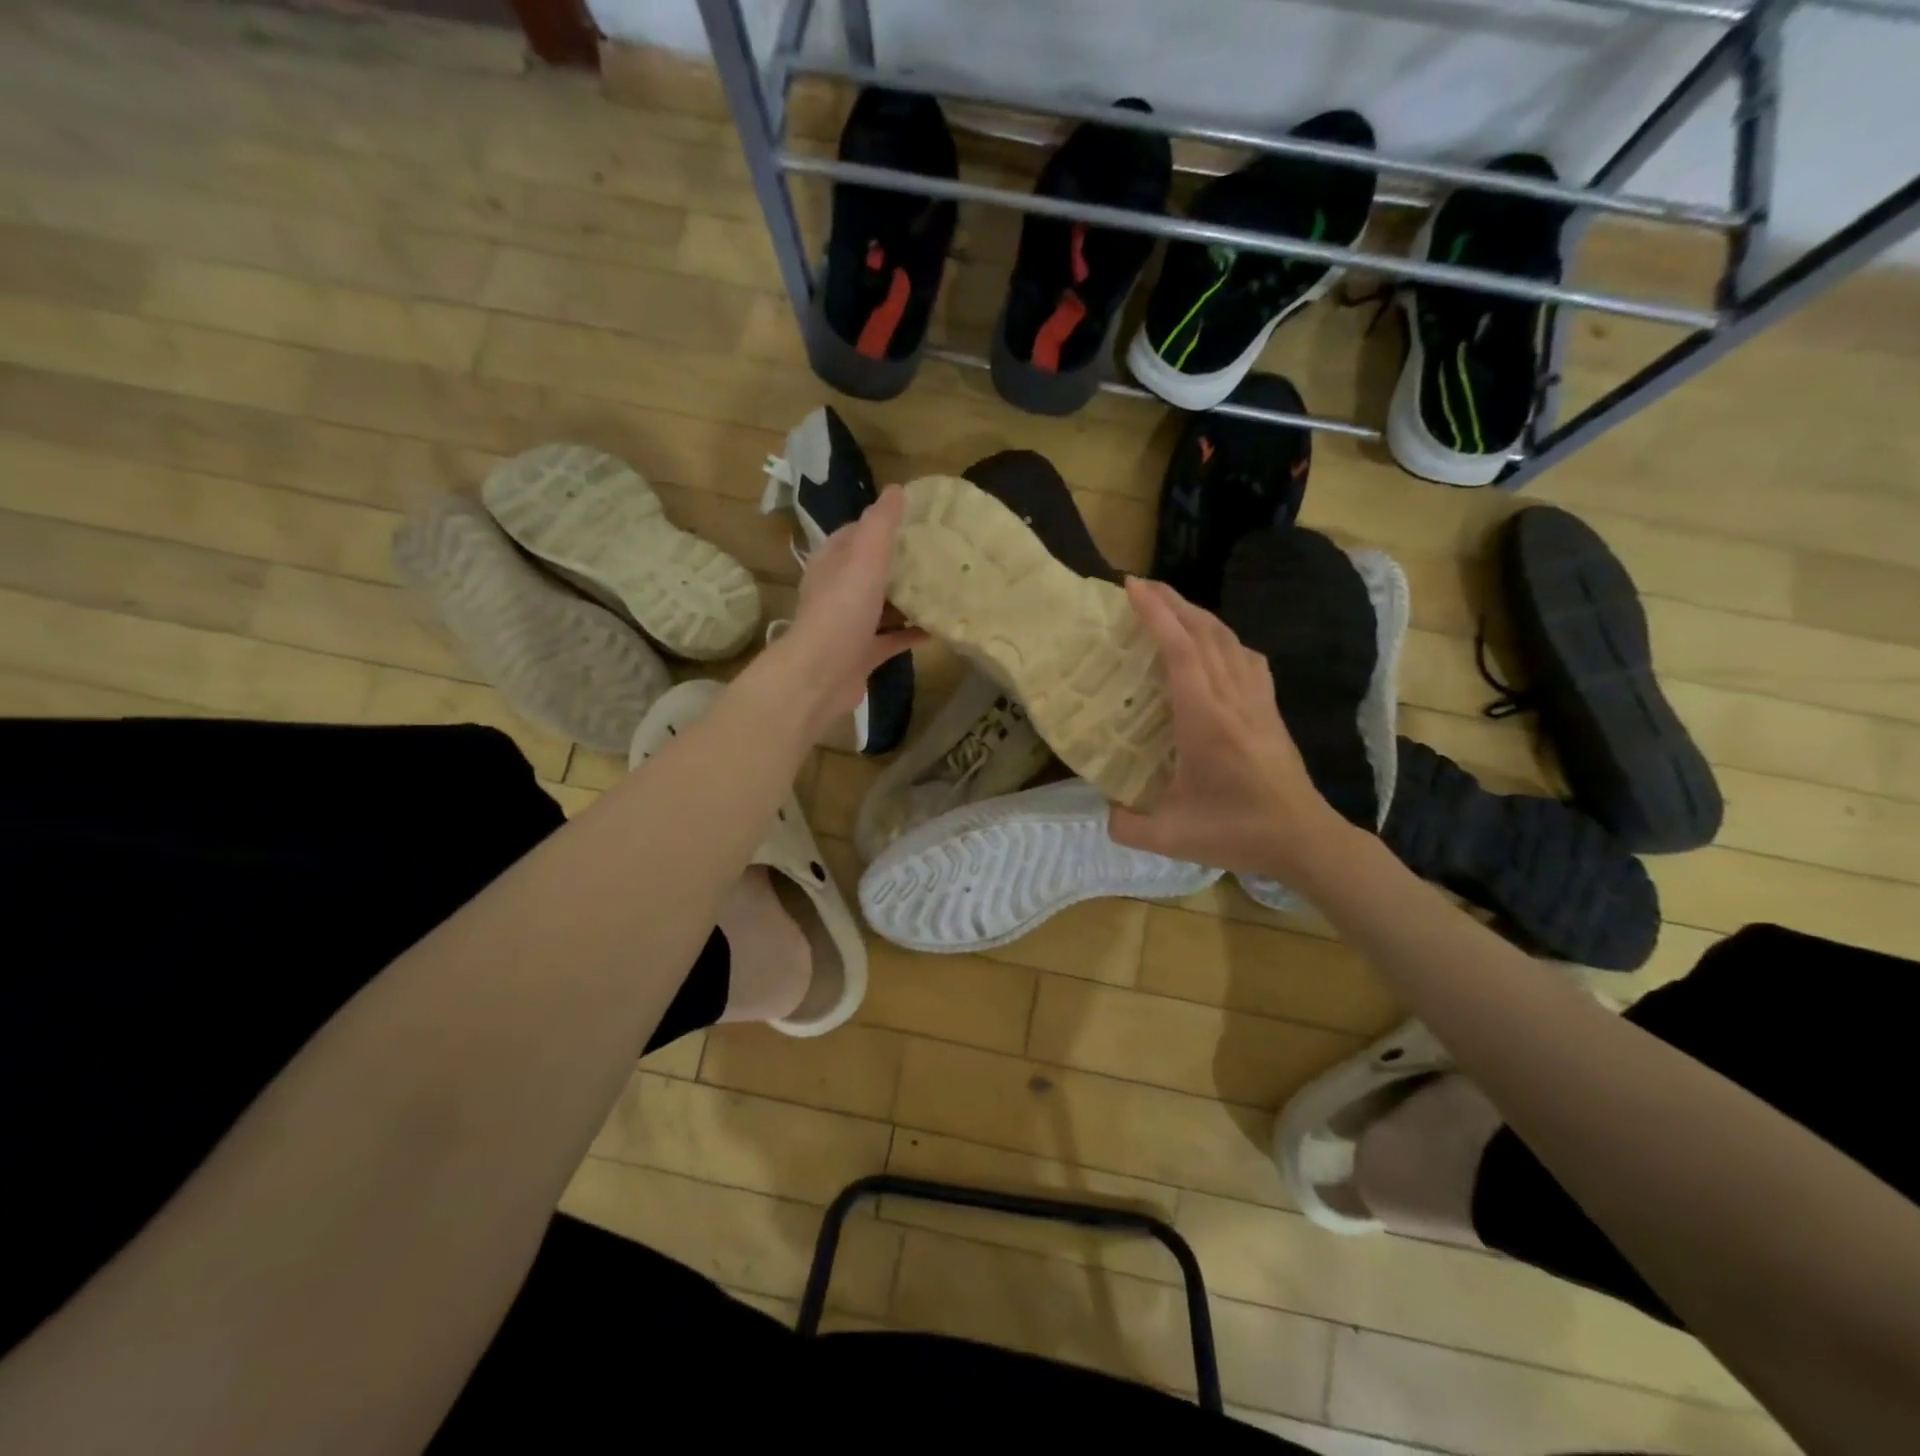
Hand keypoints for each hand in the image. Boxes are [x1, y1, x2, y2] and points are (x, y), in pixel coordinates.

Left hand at [779, 485, 925, 737]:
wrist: (821, 674)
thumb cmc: (842, 609)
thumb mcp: (865, 556)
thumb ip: (881, 524)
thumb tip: (896, 489)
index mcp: (833, 563)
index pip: (855, 534)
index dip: (881, 525)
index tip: (916, 521)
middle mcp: (838, 591)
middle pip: (871, 570)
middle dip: (900, 563)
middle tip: (938, 555)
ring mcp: (850, 625)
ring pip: (882, 605)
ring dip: (907, 599)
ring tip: (942, 588)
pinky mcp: (862, 655)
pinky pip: (891, 639)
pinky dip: (911, 632)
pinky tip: (937, 629)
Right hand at [1109, 578, 1348, 878]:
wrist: (1303, 840)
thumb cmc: (1236, 833)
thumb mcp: (1169, 837)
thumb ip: (1126, 824)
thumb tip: (1105, 806)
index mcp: (1206, 721)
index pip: (1182, 652)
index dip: (1157, 614)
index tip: (1132, 587)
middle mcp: (1234, 700)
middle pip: (1206, 633)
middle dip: (1173, 602)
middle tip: (1142, 586)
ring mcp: (1257, 702)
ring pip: (1230, 640)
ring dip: (1199, 615)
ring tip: (1171, 607)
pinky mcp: (1270, 710)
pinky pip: (1248, 659)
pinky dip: (1225, 639)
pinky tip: (1215, 645)